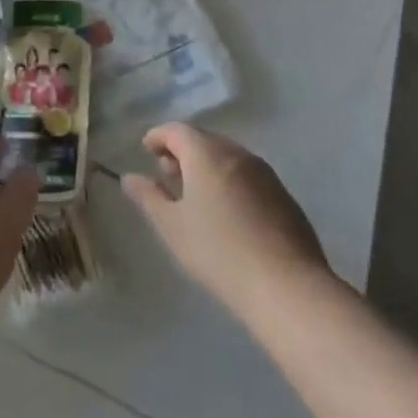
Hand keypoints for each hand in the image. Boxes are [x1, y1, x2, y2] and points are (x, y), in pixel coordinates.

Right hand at [122, 123, 337, 317]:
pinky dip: (229, 181)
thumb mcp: (172, 226)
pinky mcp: (284, 197)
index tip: (146, 149)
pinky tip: (226, 212)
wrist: (287, 286)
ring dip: (207, 167)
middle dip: (182, 151)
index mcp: (207, 154)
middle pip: (204, 141)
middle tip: (167, 172)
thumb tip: (130, 178)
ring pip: (228, 158)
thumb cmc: (218, 251)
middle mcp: (237, 154)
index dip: (158, 136)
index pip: (177, 131)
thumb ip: (149, 197)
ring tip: (194, 194)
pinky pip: (248, 177)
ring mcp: (265, 174)